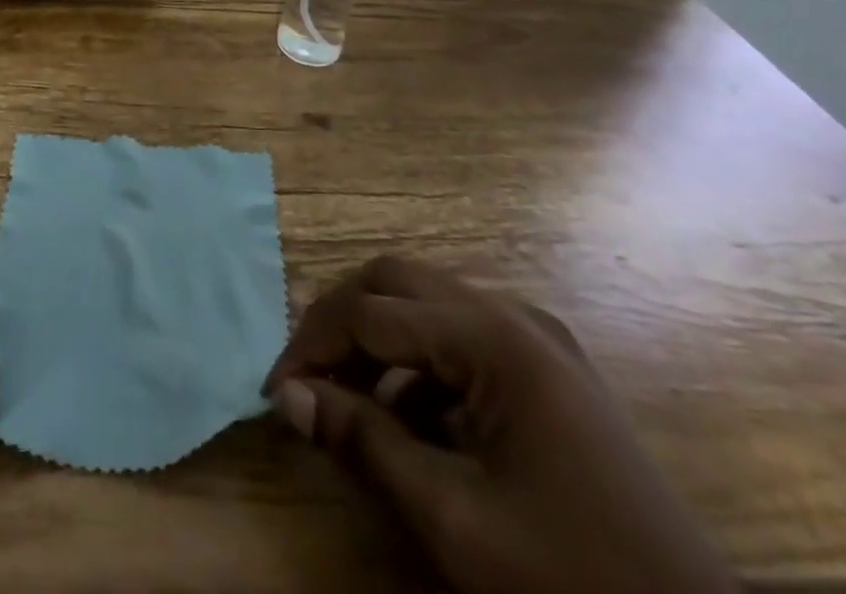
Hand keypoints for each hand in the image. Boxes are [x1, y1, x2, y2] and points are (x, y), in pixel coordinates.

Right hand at [264, 257, 737, 593]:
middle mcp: (513, 315)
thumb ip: (364, 443)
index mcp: (494, 337)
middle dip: (339, 322)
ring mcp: (537, 340)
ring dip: (376, 342)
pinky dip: (418, 367)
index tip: (274, 393)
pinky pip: (461, 340)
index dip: (311, 345)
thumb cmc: (571, 581)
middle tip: (304, 377)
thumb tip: (288, 396)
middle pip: (396, 281)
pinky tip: (408, 421)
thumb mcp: (454, 519)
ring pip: (426, 305)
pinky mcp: (549, 372)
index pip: (372, 312)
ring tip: (345, 401)